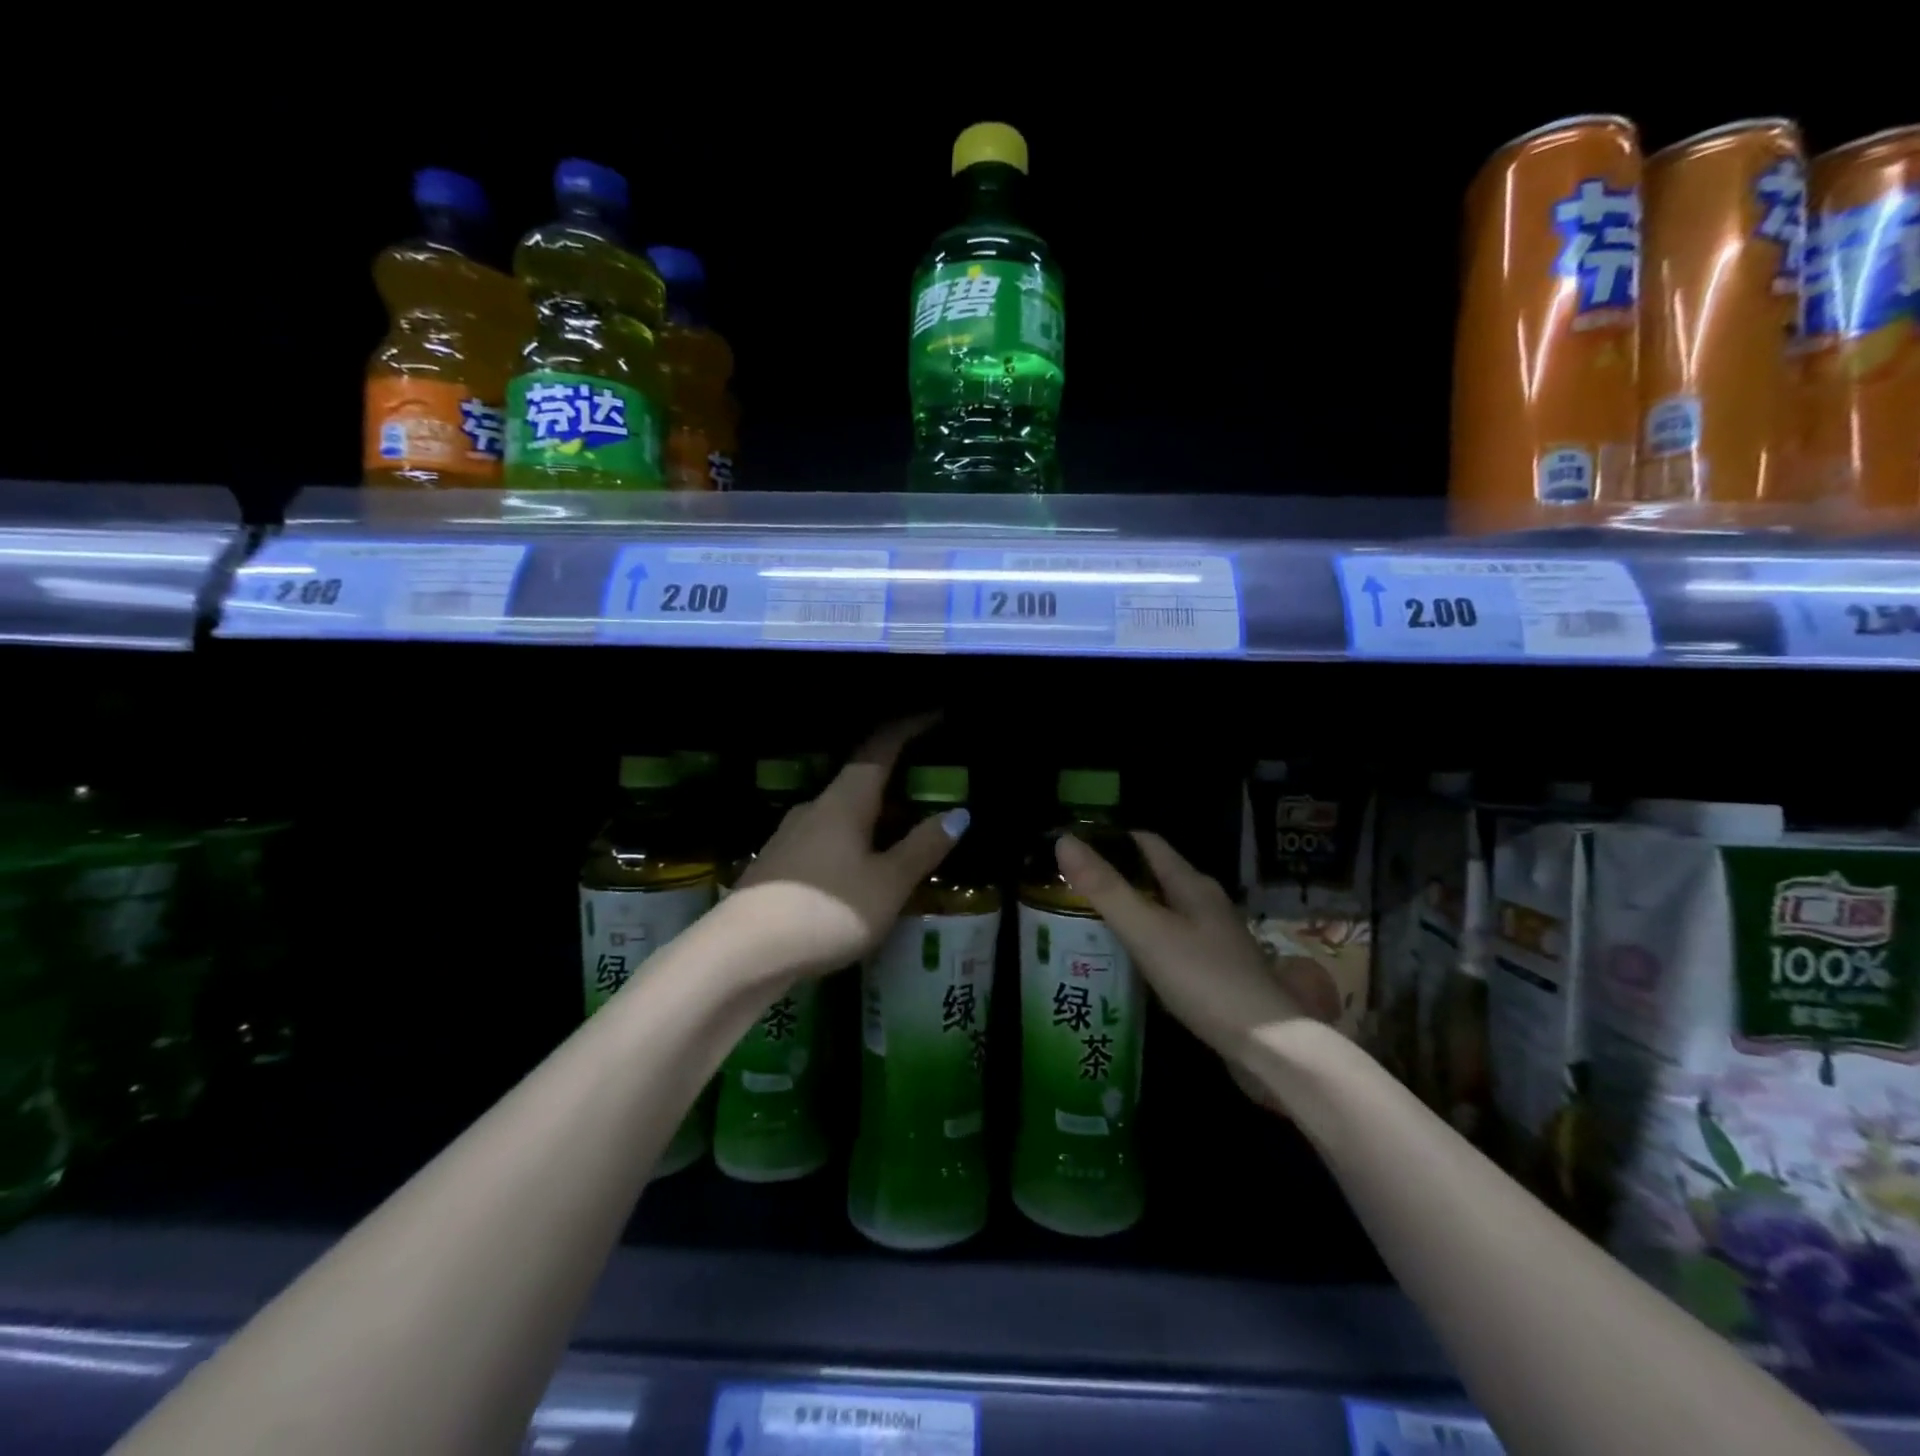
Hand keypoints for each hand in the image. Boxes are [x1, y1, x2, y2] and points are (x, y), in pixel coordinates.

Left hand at [726, 716, 966, 979]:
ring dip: (876, 812)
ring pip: (844, 810)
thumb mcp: (888, 884)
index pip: (881, 747)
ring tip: (904, 831)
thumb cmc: (826, 911)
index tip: (936, 714)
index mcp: (845, 800)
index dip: (910, 727)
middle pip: (862, 778)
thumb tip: (958, 814)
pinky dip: (856, 838)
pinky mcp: (779, 863)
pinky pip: (828, 836)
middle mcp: (816, 806)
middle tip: (930, 785)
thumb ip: (922, 848)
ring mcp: (791, 834)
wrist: (742, 953)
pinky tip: (865, 867)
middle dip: (897, 777)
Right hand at [1055, 830, 1311, 1094]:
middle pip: (1155, 877)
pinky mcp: (1216, 973)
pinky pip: (1172, 944)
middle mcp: (1206, 905)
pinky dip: (1145, 944)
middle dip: (1116, 878)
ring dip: (1130, 913)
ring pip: (1164, 913)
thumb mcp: (1146, 930)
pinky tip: (1126, 963)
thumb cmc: (1203, 979)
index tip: (1075, 848)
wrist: (1268, 1046)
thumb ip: (1105, 889)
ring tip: (1088, 924)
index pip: (1148, 844)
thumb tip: (1064, 841)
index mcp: (1192, 885)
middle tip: (1071, 890)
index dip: (1111, 840)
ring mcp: (1215, 940)